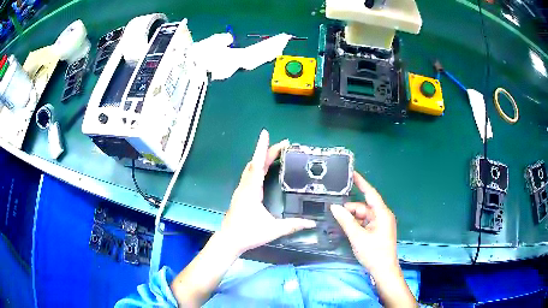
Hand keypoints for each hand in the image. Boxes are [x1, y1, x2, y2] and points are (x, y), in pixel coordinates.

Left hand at [218, 129, 315, 254]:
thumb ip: (292, 225)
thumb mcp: (273, 229)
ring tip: (276, 153)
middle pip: (255, 163)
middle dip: (268, 151)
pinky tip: (264, 170)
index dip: (262, 148)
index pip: (257, 164)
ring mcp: (241, 190)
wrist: (229, 240)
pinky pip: (250, 175)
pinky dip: (258, 167)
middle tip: (284, 145)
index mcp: (251, 190)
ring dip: (262, 158)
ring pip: (251, 168)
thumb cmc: (248, 233)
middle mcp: (245, 186)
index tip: (265, 133)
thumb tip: (311, 222)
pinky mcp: (241, 195)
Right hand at [330, 172, 398, 275]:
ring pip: (363, 215)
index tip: (351, 172)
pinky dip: (356, 224)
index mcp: (382, 214)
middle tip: (334, 212)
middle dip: (350, 209)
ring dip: (352, 218)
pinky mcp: (378, 231)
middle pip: (364, 206)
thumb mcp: (357, 237)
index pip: (371, 193)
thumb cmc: (374, 253)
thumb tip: (334, 207)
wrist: (383, 270)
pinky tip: (346, 228)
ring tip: (338, 222)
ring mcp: (381, 224)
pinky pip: (365, 223)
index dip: (361, 182)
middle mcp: (383, 216)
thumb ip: (346, 220)